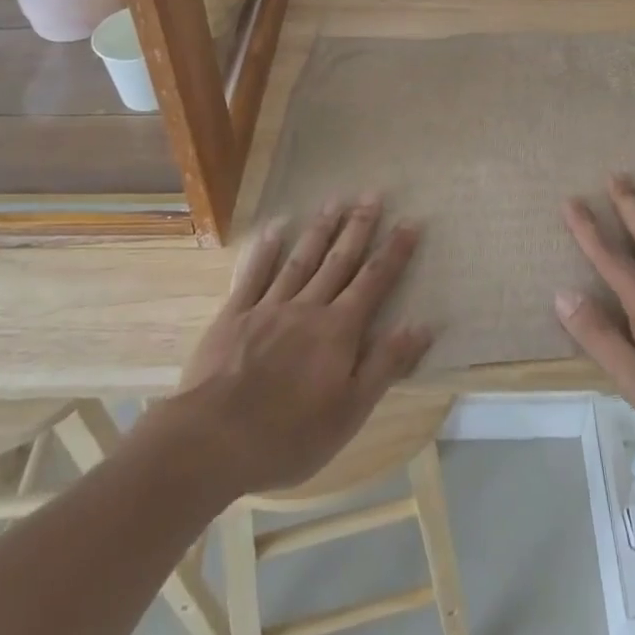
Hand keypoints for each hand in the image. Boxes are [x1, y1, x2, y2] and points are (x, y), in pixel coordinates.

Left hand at [173, 196, 432, 494]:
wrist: (213, 440)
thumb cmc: (289, 435)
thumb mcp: (350, 411)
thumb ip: (385, 364)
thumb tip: (422, 324)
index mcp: (338, 330)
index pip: (374, 281)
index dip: (394, 251)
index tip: (411, 221)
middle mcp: (308, 307)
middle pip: (339, 260)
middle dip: (359, 226)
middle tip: (373, 193)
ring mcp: (268, 307)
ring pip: (301, 259)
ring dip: (320, 228)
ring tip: (335, 200)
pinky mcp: (234, 315)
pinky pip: (254, 274)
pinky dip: (266, 250)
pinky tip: (275, 228)